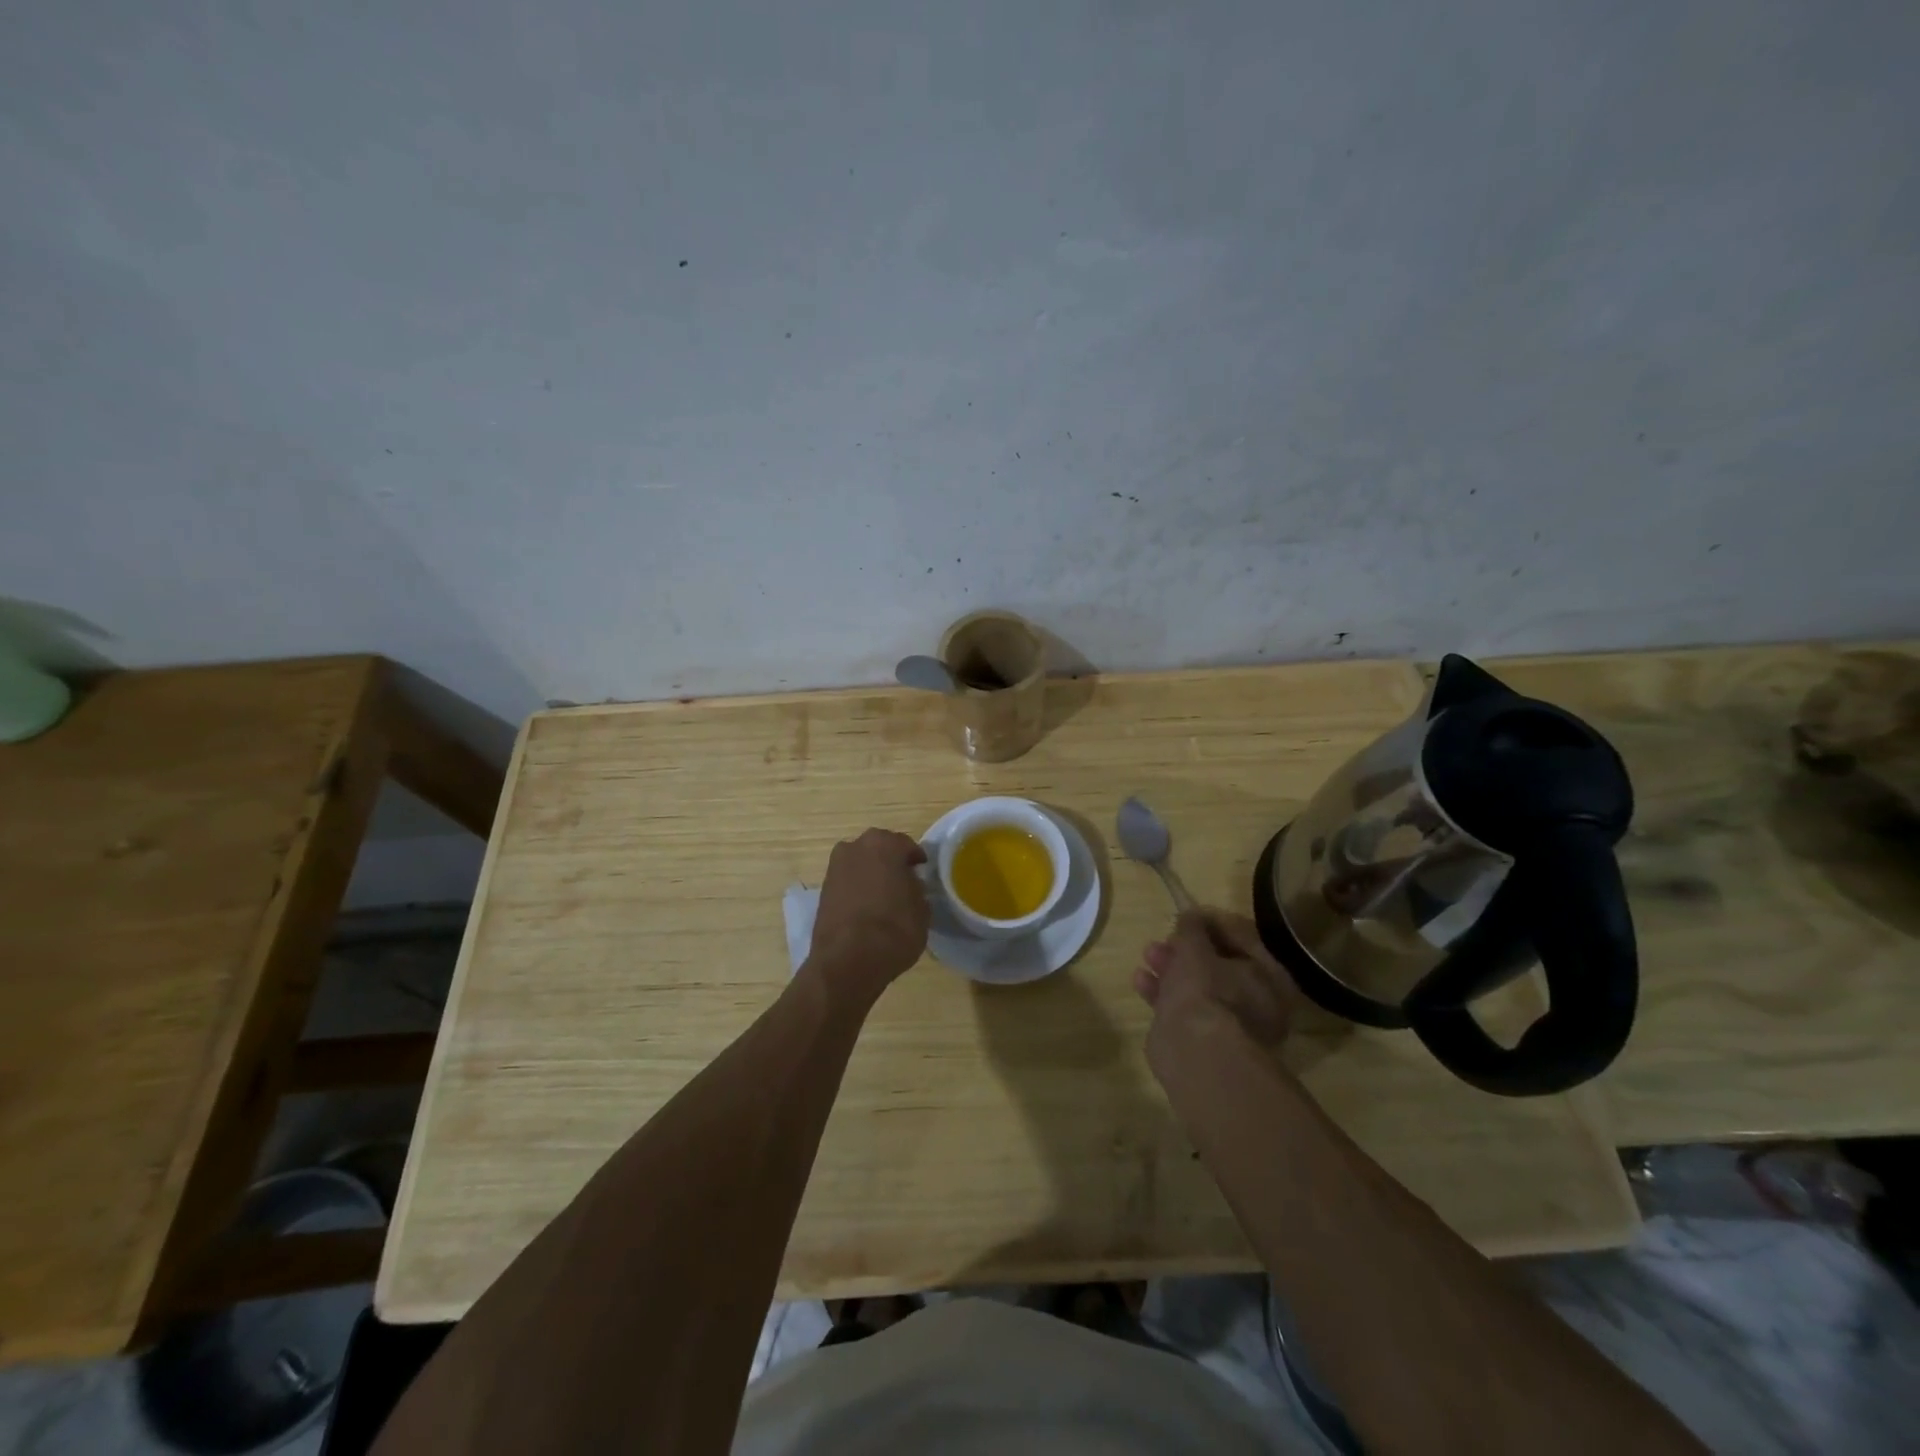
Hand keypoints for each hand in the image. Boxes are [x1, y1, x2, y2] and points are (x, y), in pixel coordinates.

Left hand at [806, 828, 930, 1001]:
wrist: (847, 961)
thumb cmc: (894, 929)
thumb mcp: (922, 910)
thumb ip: (917, 890)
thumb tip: (910, 886)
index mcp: (884, 844)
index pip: (906, 846)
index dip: (916, 860)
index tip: (923, 872)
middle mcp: (855, 847)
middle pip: (879, 850)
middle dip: (891, 862)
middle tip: (904, 882)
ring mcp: (835, 868)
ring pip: (860, 865)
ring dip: (871, 875)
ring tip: (884, 897)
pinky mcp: (822, 890)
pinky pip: (847, 883)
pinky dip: (857, 890)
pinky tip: (867, 909)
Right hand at [1133, 909, 1297, 1065]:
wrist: (1196, 1054)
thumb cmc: (1205, 991)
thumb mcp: (1195, 948)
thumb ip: (1192, 928)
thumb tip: (1191, 916)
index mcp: (1270, 977)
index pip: (1244, 937)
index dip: (1214, 922)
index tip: (1187, 914)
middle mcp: (1258, 1002)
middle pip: (1219, 964)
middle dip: (1187, 948)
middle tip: (1166, 937)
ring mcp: (1231, 1025)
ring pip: (1199, 987)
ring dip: (1172, 967)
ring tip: (1148, 955)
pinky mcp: (1204, 1042)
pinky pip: (1184, 1009)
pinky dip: (1163, 993)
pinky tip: (1140, 981)